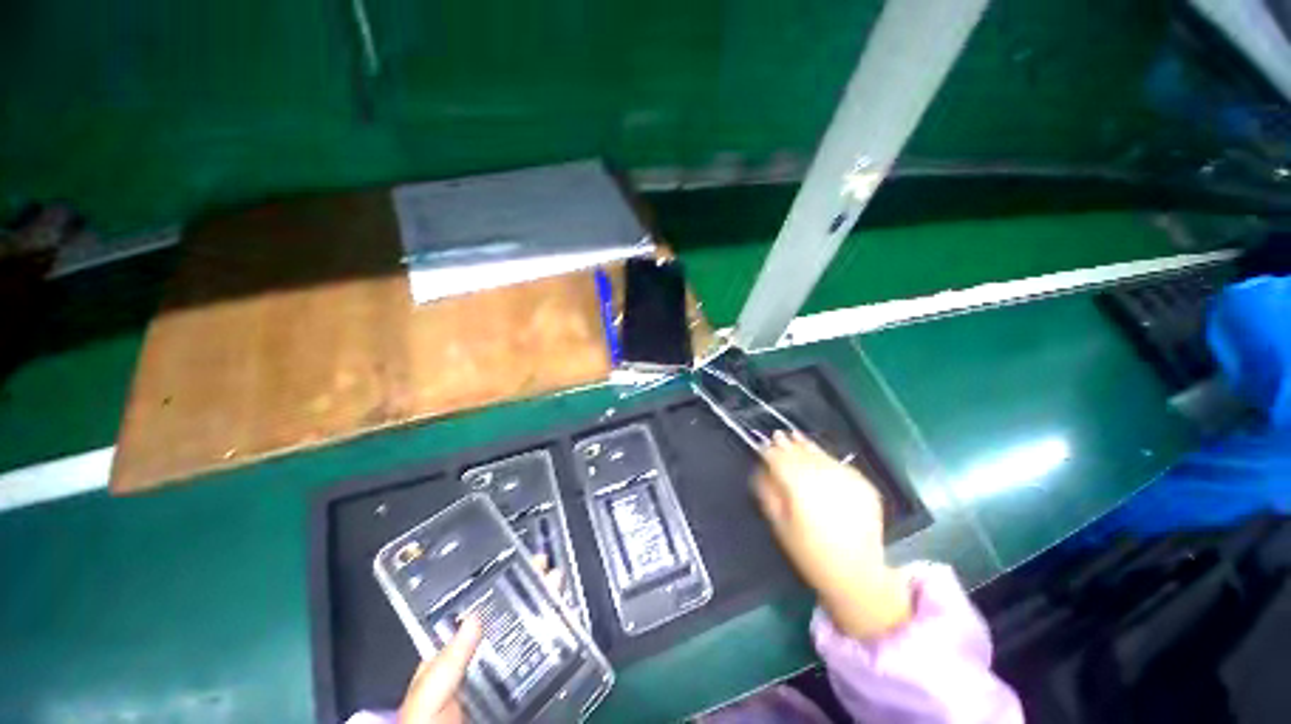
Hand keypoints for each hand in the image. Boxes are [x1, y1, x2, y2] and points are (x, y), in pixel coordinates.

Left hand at [397, 556, 563, 722]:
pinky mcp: (529, 694)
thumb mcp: (426, 702)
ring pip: (530, 635)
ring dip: (547, 608)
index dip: (498, 587)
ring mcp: (507, 679)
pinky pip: (546, 662)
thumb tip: (473, 616)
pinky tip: (571, 620)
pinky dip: (560, 639)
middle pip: (509, 619)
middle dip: (529, 590)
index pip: (477, 615)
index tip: (517, 562)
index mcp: (454, 661)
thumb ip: (444, 667)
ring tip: (560, 584)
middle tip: (546, 565)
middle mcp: (482, 664)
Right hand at [754, 432, 911, 639]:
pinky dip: (826, 459)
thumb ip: (768, 493)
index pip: (778, 458)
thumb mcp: (780, 525)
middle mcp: (822, 475)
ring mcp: (845, 477)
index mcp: (799, 484)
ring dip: (806, 445)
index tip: (761, 447)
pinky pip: (838, 464)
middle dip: (786, 444)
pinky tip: (819, 458)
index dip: (768, 451)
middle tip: (777, 435)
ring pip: (820, 454)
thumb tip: (762, 472)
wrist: (859, 575)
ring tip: (796, 437)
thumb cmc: (811, 553)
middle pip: (799, 452)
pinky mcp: (863, 483)